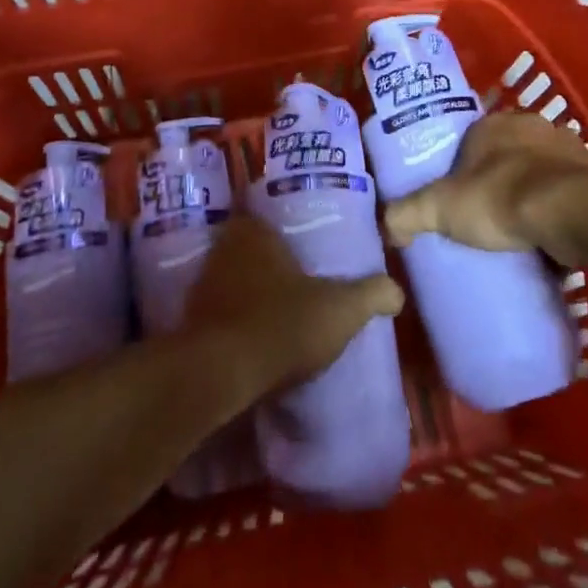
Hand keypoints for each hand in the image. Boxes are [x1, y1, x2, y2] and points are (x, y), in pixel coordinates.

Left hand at [184, 215, 403, 392]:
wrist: (221, 376)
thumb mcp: (341, 309)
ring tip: (276, 307)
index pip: (263, 212)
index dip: (280, 223)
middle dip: (266, 258)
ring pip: (230, 277)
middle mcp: (222, 248)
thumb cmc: (282, 324)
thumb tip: (397, 291)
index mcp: (253, 230)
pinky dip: (232, 319)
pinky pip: (217, 311)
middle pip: (246, 245)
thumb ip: (371, 294)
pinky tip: (253, 337)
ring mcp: (202, 284)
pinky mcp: (190, 322)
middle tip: (293, 273)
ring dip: (247, 290)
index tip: (298, 238)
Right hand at [383, 111, 587, 254]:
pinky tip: (553, 240)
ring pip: (542, 171)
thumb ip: (406, 213)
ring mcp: (567, 150)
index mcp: (493, 124)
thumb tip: (386, 227)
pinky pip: (569, 194)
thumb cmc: (499, 197)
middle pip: (509, 153)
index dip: (464, 165)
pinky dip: (561, 212)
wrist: (569, 213)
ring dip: (535, 193)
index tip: (460, 195)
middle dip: (501, 178)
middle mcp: (532, 127)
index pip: (472, 138)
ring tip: (522, 232)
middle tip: (489, 214)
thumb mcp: (439, 208)